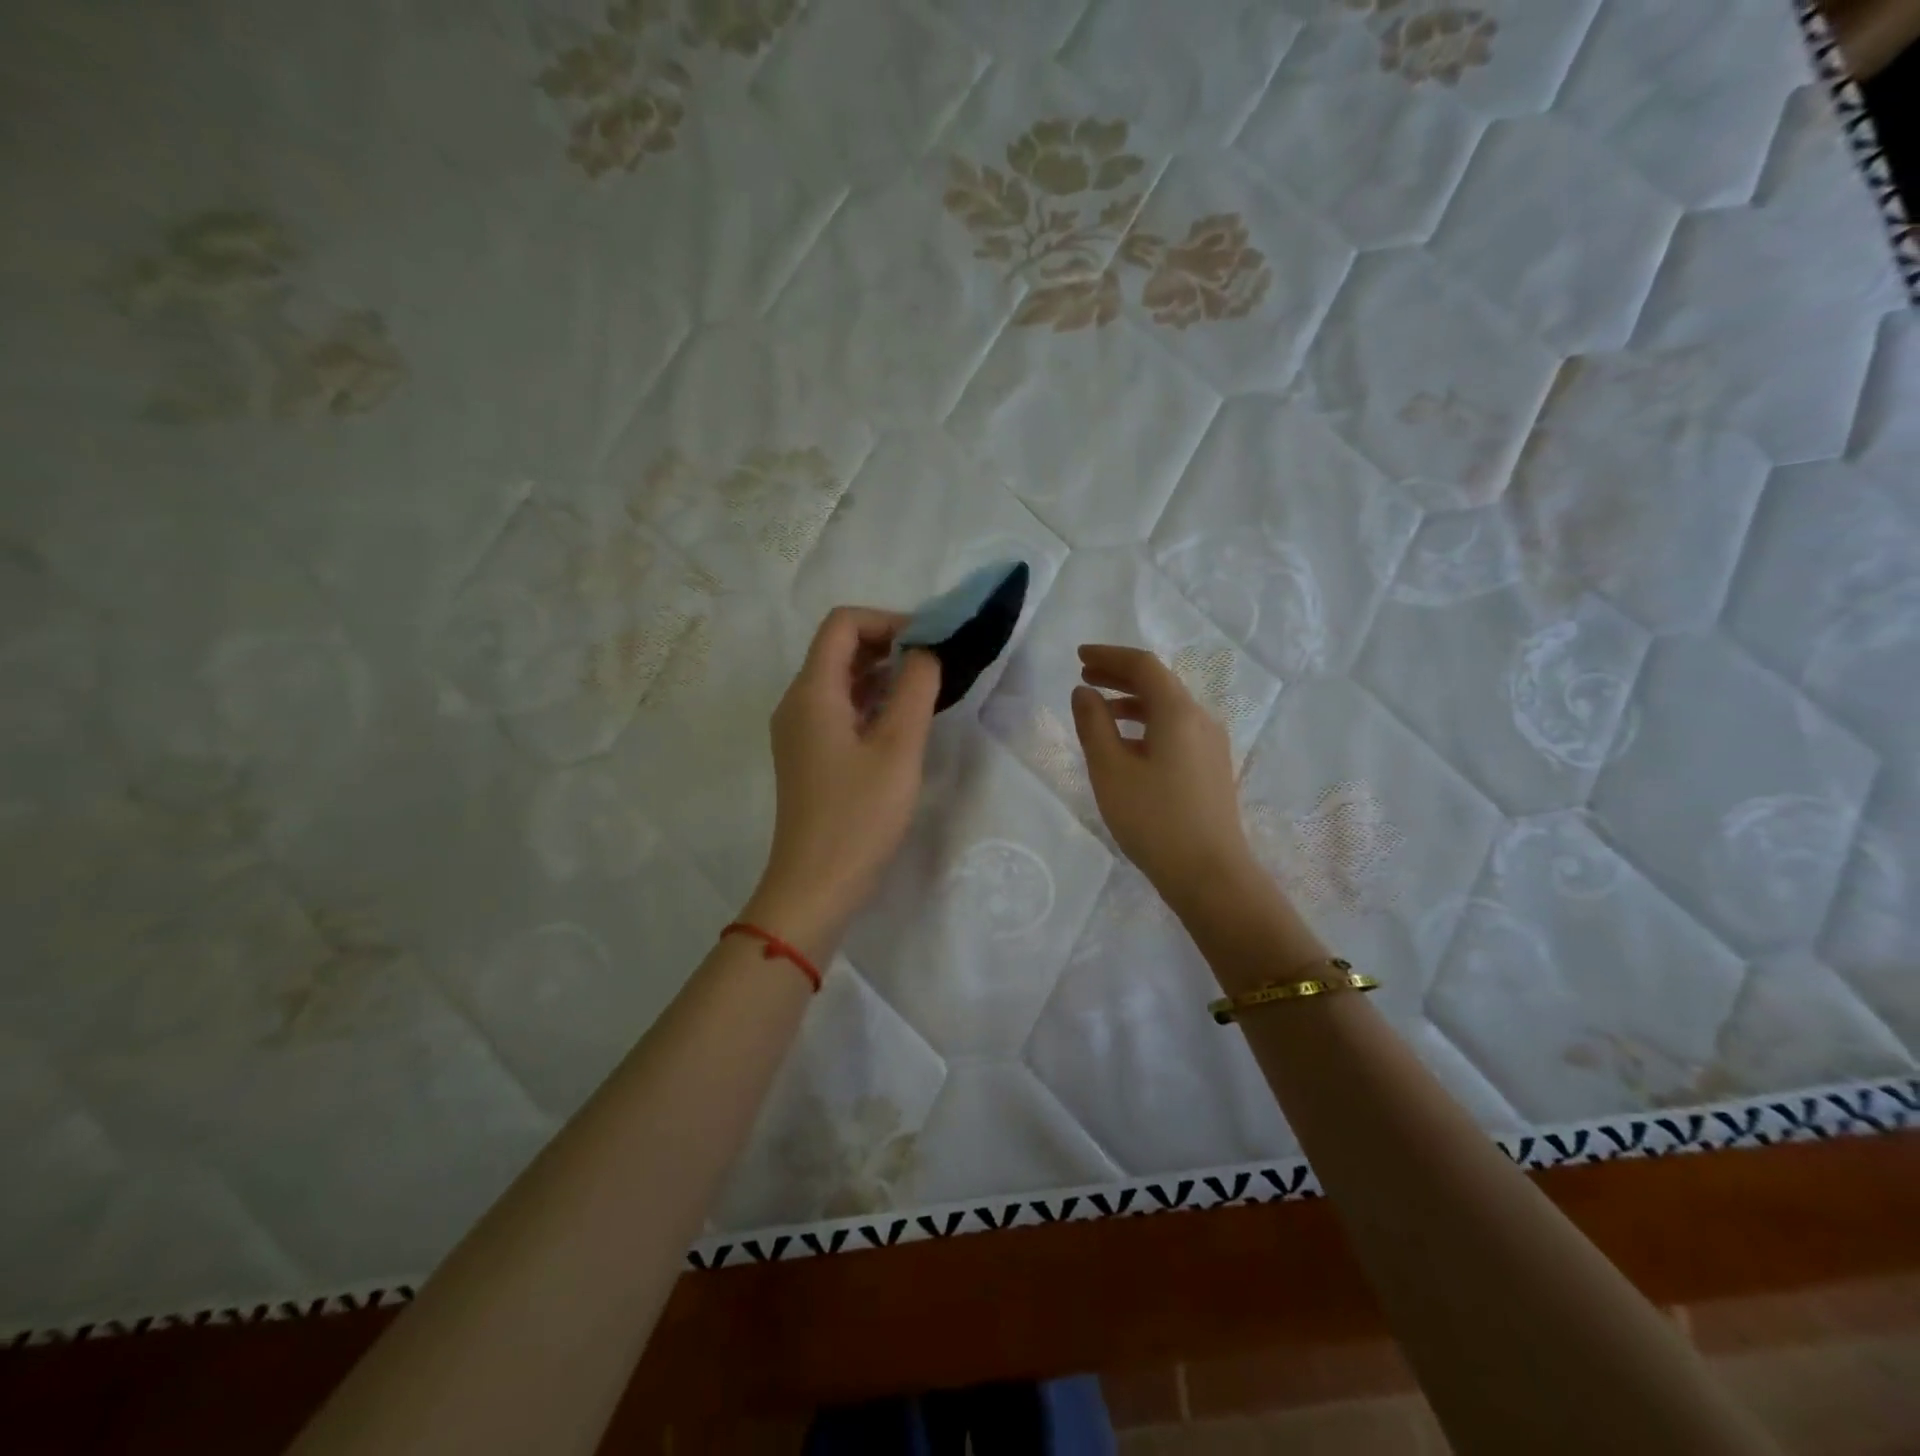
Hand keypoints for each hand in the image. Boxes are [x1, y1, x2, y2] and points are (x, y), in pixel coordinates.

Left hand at [745, 607, 941, 957]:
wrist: (815, 886)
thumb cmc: (859, 817)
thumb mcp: (898, 748)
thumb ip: (915, 689)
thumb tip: (924, 653)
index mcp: (811, 692)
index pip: (843, 624)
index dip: (888, 621)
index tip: (929, 643)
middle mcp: (797, 702)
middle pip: (838, 648)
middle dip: (887, 644)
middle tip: (935, 664)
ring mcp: (799, 730)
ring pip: (840, 680)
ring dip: (881, 674)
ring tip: (925, 690)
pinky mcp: (808, 755)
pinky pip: (838, 709)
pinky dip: (870, 702)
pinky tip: (902, 721)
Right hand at [1070, 644, 1259, 914]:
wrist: (1209, 874)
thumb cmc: (1154, 819)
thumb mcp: (1111, 771)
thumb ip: (1093, 725)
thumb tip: (1083, 692)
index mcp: (1178, 712)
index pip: (1144, 666)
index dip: (1109, 655)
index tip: (1079, 656)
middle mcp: (1201, 719)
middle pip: (1159, 683)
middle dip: (1120, 675)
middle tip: (1084, 675)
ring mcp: (1211, 745)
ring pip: (1168, 708)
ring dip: (1132, 701)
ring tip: (1098, 710)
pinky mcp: (1211, 768)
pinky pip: (1176, 730)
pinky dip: (1147, 724)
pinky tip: (1127, 745)